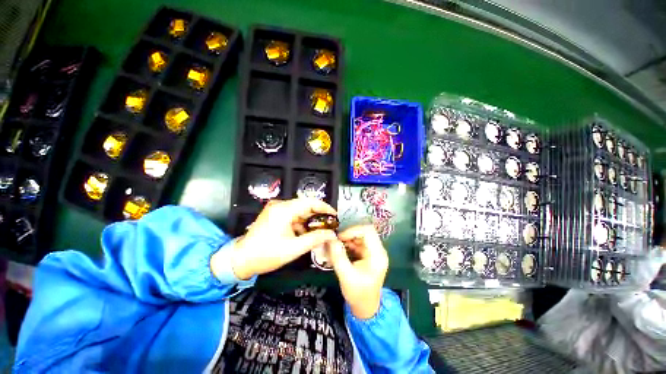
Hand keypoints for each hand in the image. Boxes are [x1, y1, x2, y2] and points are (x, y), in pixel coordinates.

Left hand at [212, 198, 337, 279]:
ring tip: (320, 231)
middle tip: (330, 225)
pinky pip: (293, 215)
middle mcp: (280, 205)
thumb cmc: (267, 255)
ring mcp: (276, 209)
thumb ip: (315, 239)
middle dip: (319, 215)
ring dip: (310, 220)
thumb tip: (332, 234)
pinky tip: (306, 233)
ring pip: (300, 210)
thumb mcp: (294, 248)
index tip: (335, 215)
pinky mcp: (274, 214)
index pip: (310, 202)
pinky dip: (301, 222)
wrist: (240, 260)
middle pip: (305, 205)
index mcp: (284, 210)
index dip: (325, 207)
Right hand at [328, 225, 388, 318]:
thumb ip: (338, 257)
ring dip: (348, 238)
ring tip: (336, 245)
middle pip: (364, 231)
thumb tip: (331, 240)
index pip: (368, 231)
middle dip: (349, 234)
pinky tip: (339, 249)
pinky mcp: (368, 254)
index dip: (353, 230)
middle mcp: (378, 250)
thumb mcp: (346, 276)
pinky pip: (358, 242)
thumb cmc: (358, 294)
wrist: (366, 307)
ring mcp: (373, 252)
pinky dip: (348, 243)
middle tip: (336, 240)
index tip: (339, 237)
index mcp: (377, 255)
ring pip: (360, 236)